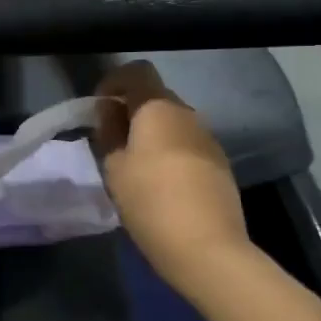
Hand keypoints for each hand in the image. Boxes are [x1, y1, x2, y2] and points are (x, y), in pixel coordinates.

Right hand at [95, 61, 252, 288]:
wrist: (208, 249)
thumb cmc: (151, 201)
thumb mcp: (114, 168)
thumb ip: (109, 133)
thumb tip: (110, 113)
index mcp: (158, 108)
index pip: (137, 72)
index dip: (114, 82)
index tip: (99, 108)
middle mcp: (188, 114)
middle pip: (155, 97)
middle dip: (131, 111)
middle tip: (111, 141)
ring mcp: (209, 139)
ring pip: (173, 123)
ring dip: (152, 134)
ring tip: (134, 166)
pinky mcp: (221, 165)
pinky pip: (188, 146)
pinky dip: (170, 153)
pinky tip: (161, 185)